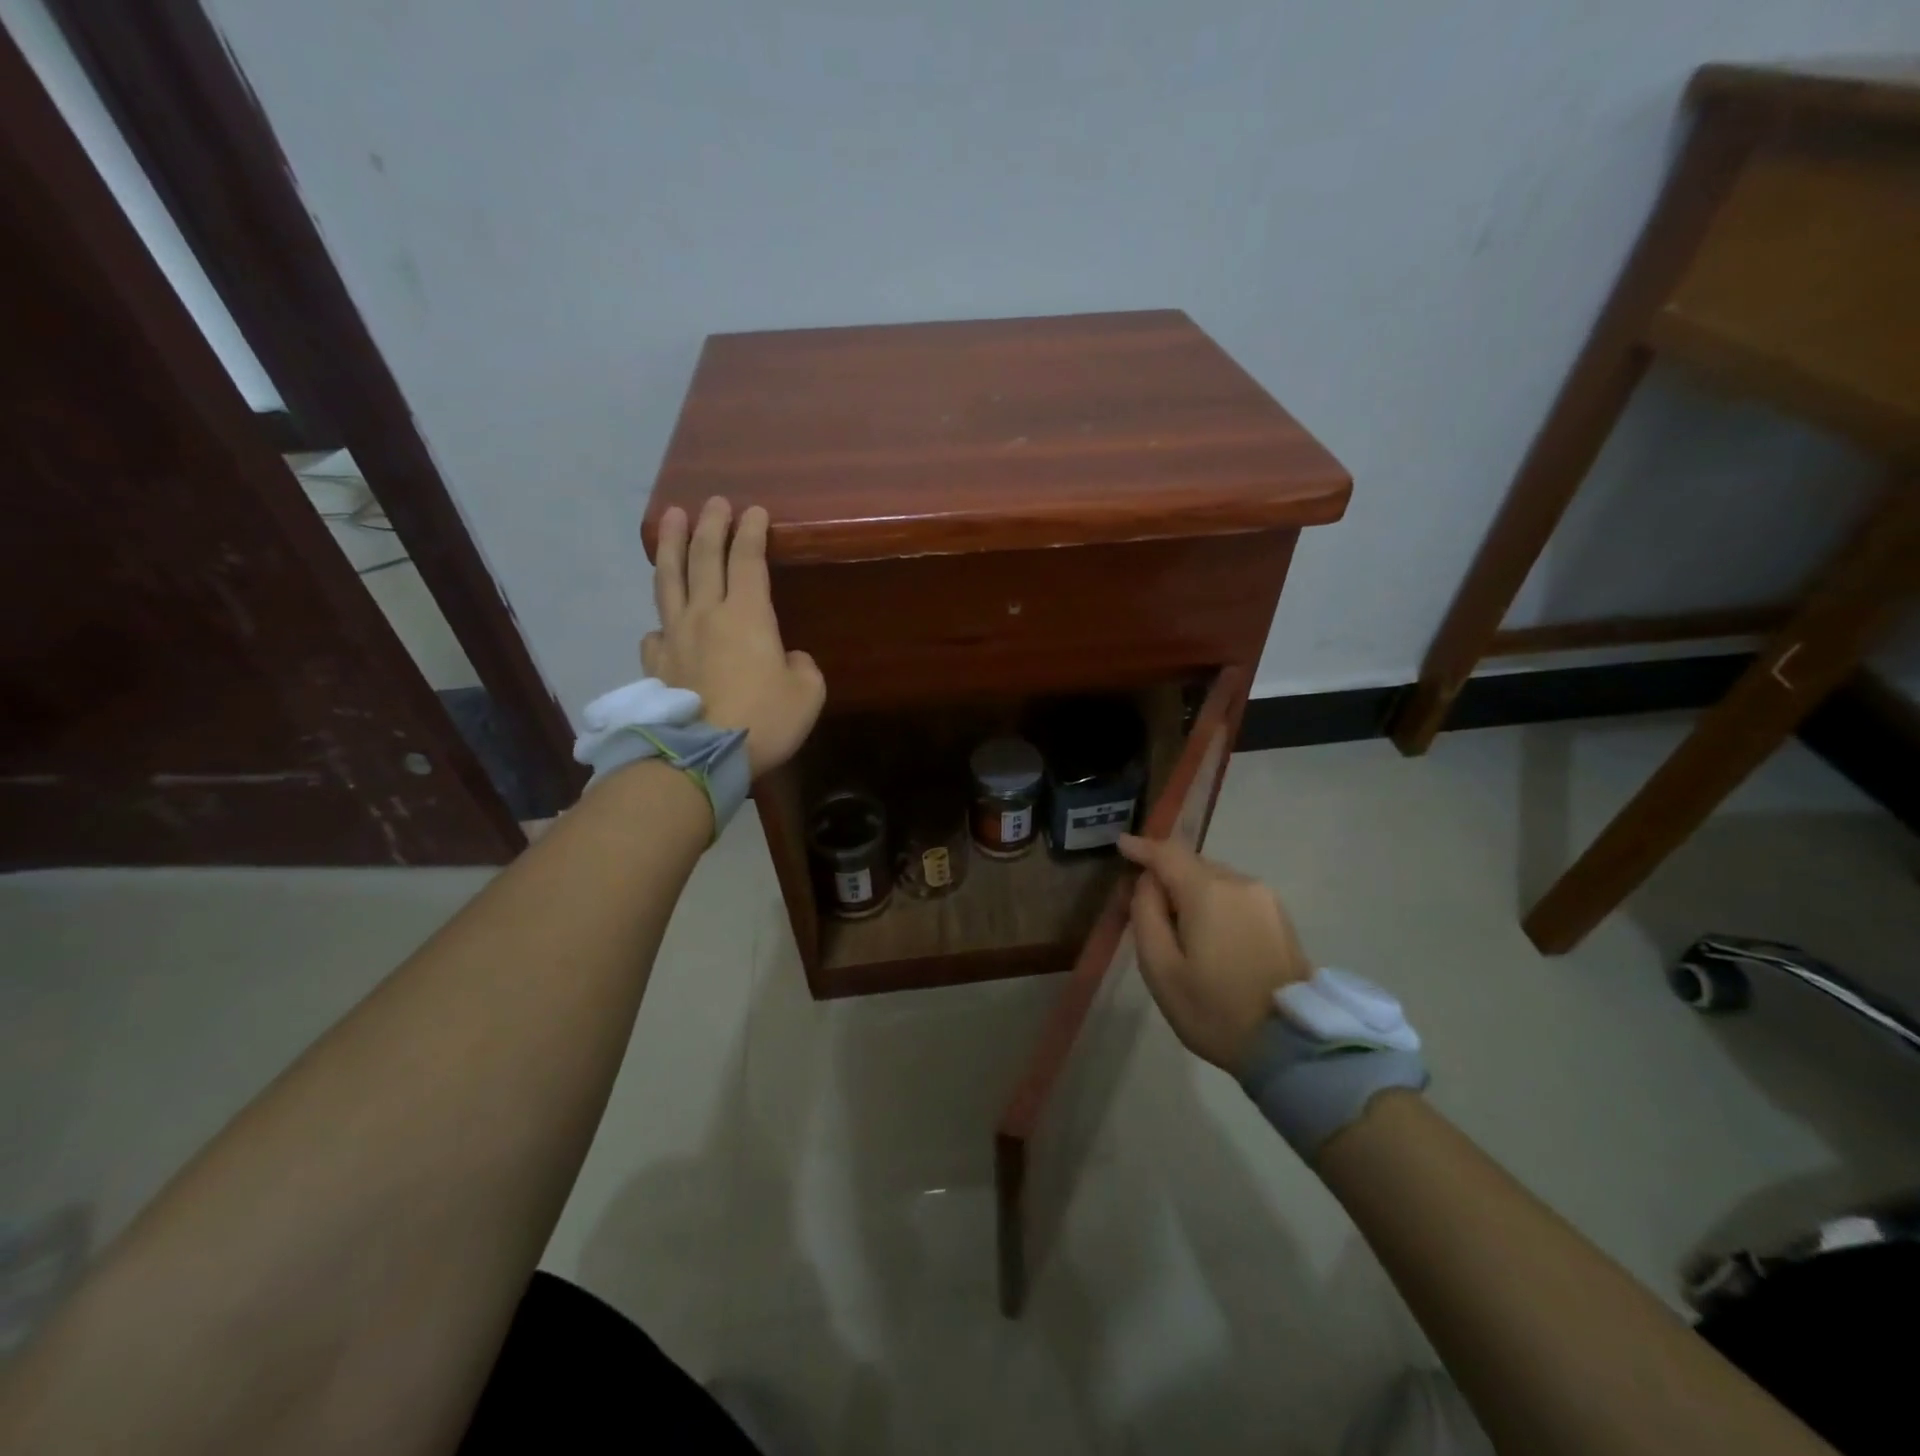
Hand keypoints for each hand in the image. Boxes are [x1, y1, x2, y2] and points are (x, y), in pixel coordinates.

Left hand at [643, 498, 824, 776]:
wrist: (704, 755)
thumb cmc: (764, 719)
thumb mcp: (807, 693)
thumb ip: (802, 666)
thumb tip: (787, 658)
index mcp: (746, 614)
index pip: (747, 558)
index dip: (752, 531)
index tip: (755, 510)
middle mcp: (706, 614)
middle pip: (703, 557)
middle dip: (710, 524)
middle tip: (713, 502)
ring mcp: (675, 636)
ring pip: (669, 580)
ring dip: (670, 545)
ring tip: (669, 519)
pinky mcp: (657, 664)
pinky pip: (655, 631)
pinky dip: (660, 620)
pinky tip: (662, 623)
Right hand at [1118, 834, 1312, 1073]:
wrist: (1291, 1046)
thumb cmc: (1215, 1010)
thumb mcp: (1160, 969)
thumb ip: (1146, 914)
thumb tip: (1148, 883)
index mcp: (1208, 891)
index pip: (1167, 853)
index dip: (1142, 847)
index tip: (1121, 845)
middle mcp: (1240, 883)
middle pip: (1192, 864)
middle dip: (1165, 874)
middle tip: (1142, 903)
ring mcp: (1265, 899)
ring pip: (1215, 879)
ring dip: (1190, 890)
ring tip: (1176, 925)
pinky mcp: (1280, 917)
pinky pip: (1235, 895)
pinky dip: (1213, 902)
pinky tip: (1207, 932)